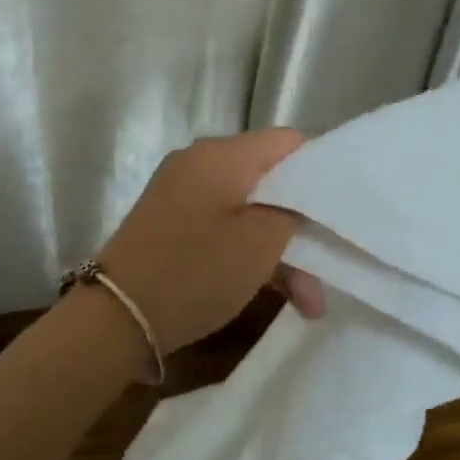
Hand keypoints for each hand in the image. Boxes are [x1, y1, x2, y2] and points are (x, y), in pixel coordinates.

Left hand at [98, 129, 325, 358]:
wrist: (117, 317)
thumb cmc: (197, 271)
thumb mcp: (261, 241)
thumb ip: (293, 210)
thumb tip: (300, 199)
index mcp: (222, 155)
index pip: (288, 142)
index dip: (321, 171)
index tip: (342, 210)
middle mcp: (200, 164)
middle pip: (271, 182)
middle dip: (303, 226)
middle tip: (329, 268)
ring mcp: (183, 196)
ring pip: (250, 212)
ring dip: (281, 252)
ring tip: (309, 302)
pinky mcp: (173, 226)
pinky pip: (225, 230)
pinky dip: (250, 256)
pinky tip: (277, 295)